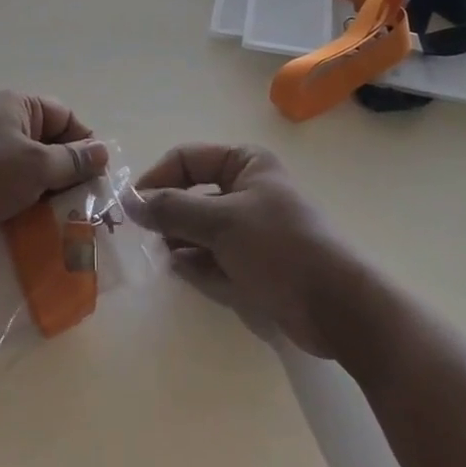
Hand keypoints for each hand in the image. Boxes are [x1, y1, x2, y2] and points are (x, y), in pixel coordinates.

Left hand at [0, 90, 107, 256]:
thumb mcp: (36, 165)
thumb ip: (72, 160)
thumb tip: (103, 151)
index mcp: (18, 106)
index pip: (65, 117)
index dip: (84, 144)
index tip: (97, 176)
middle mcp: (4, 124)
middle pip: (51, 144)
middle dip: (70, 173)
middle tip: (89, 204)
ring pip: (34, 171)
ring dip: (51, 193)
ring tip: (70, 220)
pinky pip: (15, 189)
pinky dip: (30, 204)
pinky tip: (43, 227)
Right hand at [129, 144, 356, 355]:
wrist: (337, 307)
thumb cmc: (279, 247)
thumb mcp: (221, 222)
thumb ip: (172, 209)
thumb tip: (128, 201)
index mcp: (245, 164)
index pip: (187, 159)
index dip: (157, 178)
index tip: (132, 206)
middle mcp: (247, 190)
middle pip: (192, 193)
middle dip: (167, 212)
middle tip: (140, 234)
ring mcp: (251, 229)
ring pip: (201, 227)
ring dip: (179, 239)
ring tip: (159, 254)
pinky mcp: (254, 264)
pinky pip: (214, 256)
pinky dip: (196, 262)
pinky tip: (179, 270)